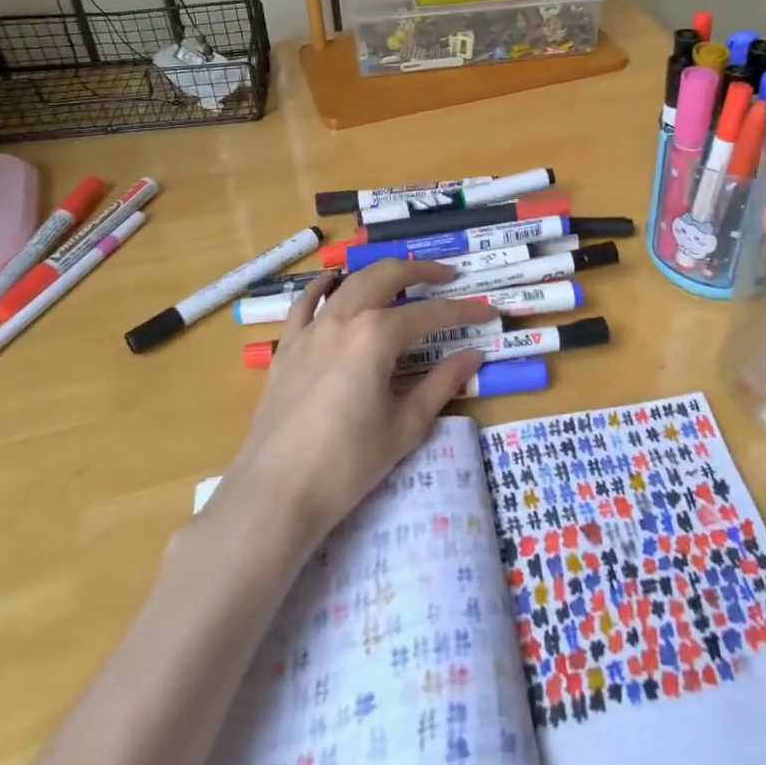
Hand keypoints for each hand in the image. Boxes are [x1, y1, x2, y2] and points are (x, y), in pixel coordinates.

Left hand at [215, 260, 496, 549]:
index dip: (464, 312)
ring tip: (404, 277)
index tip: (489, 313)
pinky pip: (305, 304)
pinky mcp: (288, 347)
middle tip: (449, 277)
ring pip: (350, 283)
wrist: (276, 494)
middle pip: (387, 276)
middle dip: (422, 270)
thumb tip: (473, 355)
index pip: (431, 314)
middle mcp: (344, 318)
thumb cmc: (347, 464)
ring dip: (380, 273)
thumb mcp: (405, 426)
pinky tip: (333, 281)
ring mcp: (311, 329)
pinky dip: (323, 286)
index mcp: (377, 335)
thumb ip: (441, 384)